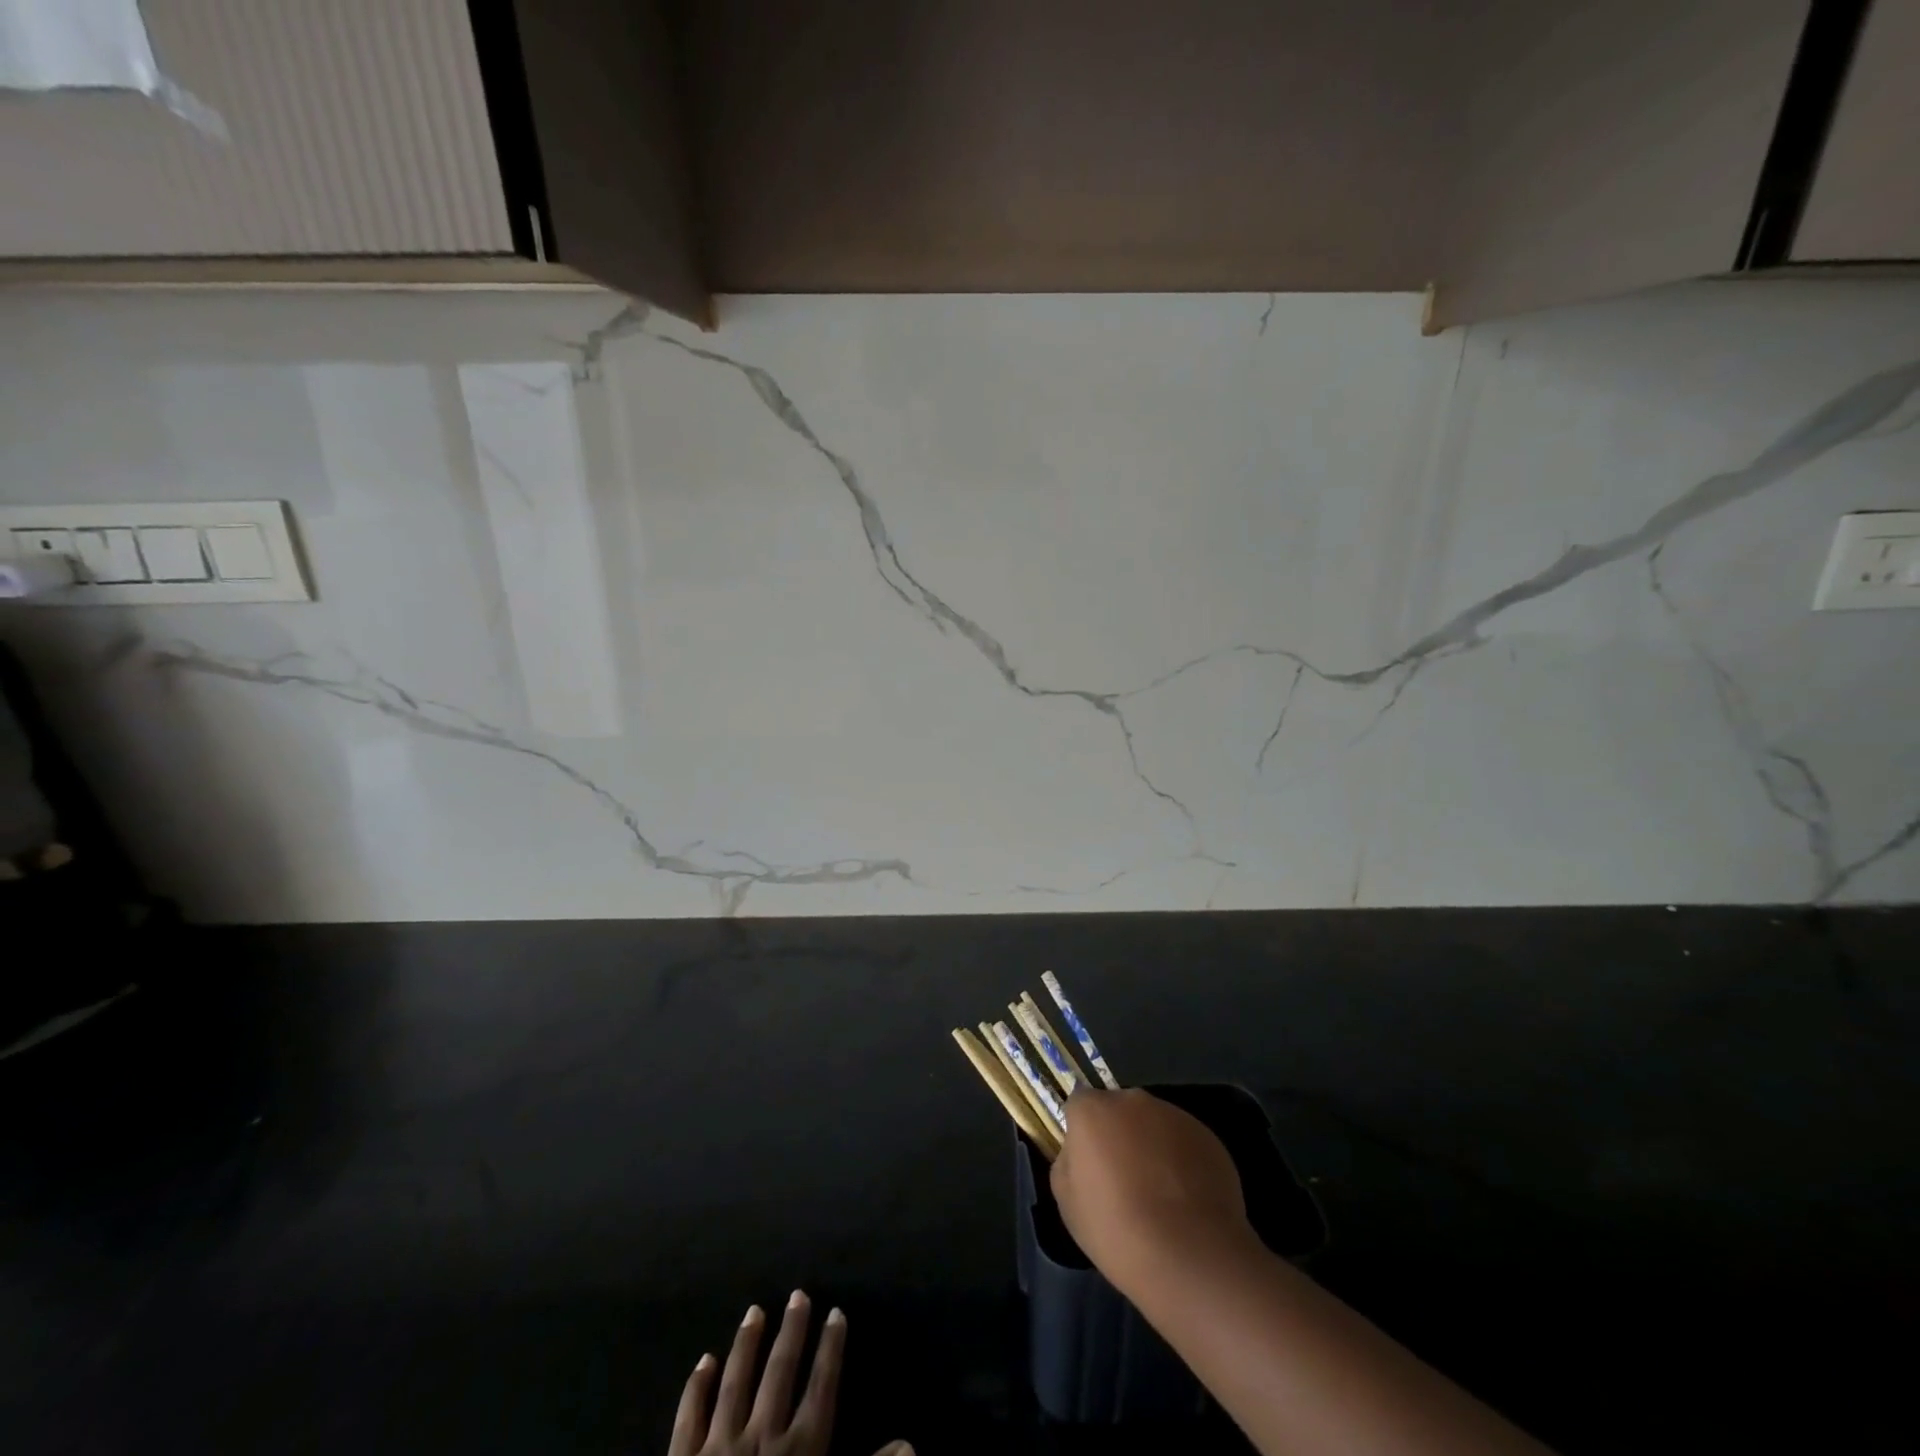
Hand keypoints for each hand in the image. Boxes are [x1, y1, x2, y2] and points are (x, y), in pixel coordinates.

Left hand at [667, 1293, 910, 1455]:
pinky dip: (697, 1387)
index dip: (831, 1349)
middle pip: (780, 1372)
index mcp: (800, 1449)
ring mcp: (720, 1446)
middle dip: (792, 1332)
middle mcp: (762, 1436)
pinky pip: (691, 1417)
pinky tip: (705, 1360)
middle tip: (798, 1295)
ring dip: (747, 1345)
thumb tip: (910, 1443)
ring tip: (755, 1311)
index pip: (821, 1387)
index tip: (837, 1312)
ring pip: (736, 1383)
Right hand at [1049, 1088, 1254, 1290]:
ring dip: (1151, 1146)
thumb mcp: (1067, 1201)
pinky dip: (1181, 1161)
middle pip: (1118, 1110)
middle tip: (1123, 1179)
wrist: (1190, 1257)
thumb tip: (1081, 1152)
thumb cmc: (1117, 1230)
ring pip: (1153, 1124)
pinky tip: (1186, 1200)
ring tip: (1160, 1195)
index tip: (1089, 1164)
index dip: (1083, 1133)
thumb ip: (1068, 1161)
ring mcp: (1174, 1114)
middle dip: (1118, 1134)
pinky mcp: (1207, 1136)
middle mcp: (1133, 1100)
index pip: (1079, 1105)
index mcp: (1093, 1110)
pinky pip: (1184, 1142)